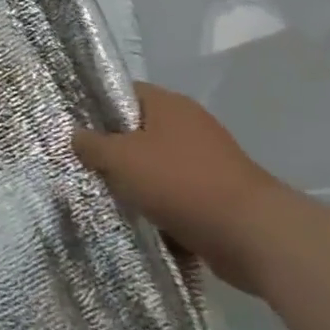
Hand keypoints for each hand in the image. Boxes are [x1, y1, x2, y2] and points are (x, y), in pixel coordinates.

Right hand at [72, 83, 287, 294]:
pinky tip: (142, 224)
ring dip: (138, 184)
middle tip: (87, 168)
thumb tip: (75, 135)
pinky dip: (163, 208)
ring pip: (158, 166)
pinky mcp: (220, 195)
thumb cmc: (181, 183)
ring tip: (110, 198)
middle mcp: (189, 125)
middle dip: (115, 152)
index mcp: (167, 104)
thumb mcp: (121, 159)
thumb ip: (92, 145)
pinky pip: (179, 196)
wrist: (254, 236)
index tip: (75, 130)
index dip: (97, 108)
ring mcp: (208, 161)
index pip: (122, 93)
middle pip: (139, 131)